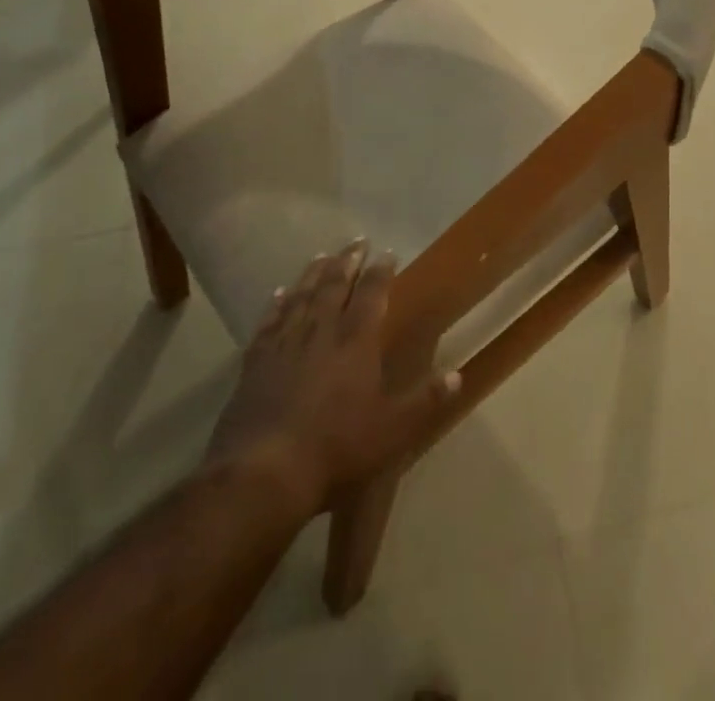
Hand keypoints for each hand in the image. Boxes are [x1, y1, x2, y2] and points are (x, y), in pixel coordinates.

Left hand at [206, 239, 459, 512]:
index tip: (388, 252)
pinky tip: (278, 293)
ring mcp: (285, 342)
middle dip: (348, 261)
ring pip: (302, 295)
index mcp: (356, 341)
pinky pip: (269, 321)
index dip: (381, 271)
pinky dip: (276, 304)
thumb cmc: (336, 448)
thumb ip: (425, 400)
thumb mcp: (392, 430)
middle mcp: (321, 330)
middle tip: (357, 241)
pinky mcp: (256, 361)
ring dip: (314, 273)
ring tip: (322, 255)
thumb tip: (458, 374)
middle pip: (335, 284)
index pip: (372, 293)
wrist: (263, 471)